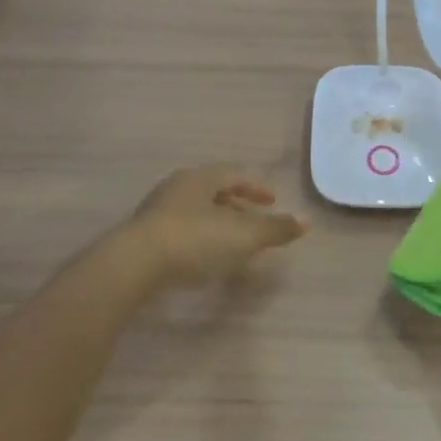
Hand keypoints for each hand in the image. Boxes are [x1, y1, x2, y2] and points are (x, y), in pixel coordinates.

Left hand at [128, 166, 306, 284]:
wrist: (134, 265)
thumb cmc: (194, 240)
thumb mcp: (242, 235)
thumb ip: (275, 229)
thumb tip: (306, 222)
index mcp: (200, 178)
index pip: (234, 175)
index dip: (256, 188)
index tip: (272, 201)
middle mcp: (177, 187)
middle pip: (213, 191)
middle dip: (237, 205)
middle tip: (254, 221)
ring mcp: (157, 211)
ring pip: (196, 210)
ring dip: (217, 223)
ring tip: (232, 242)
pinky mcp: (144, 235)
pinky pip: (180, 229)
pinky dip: (199, 238)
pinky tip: (205, 257)